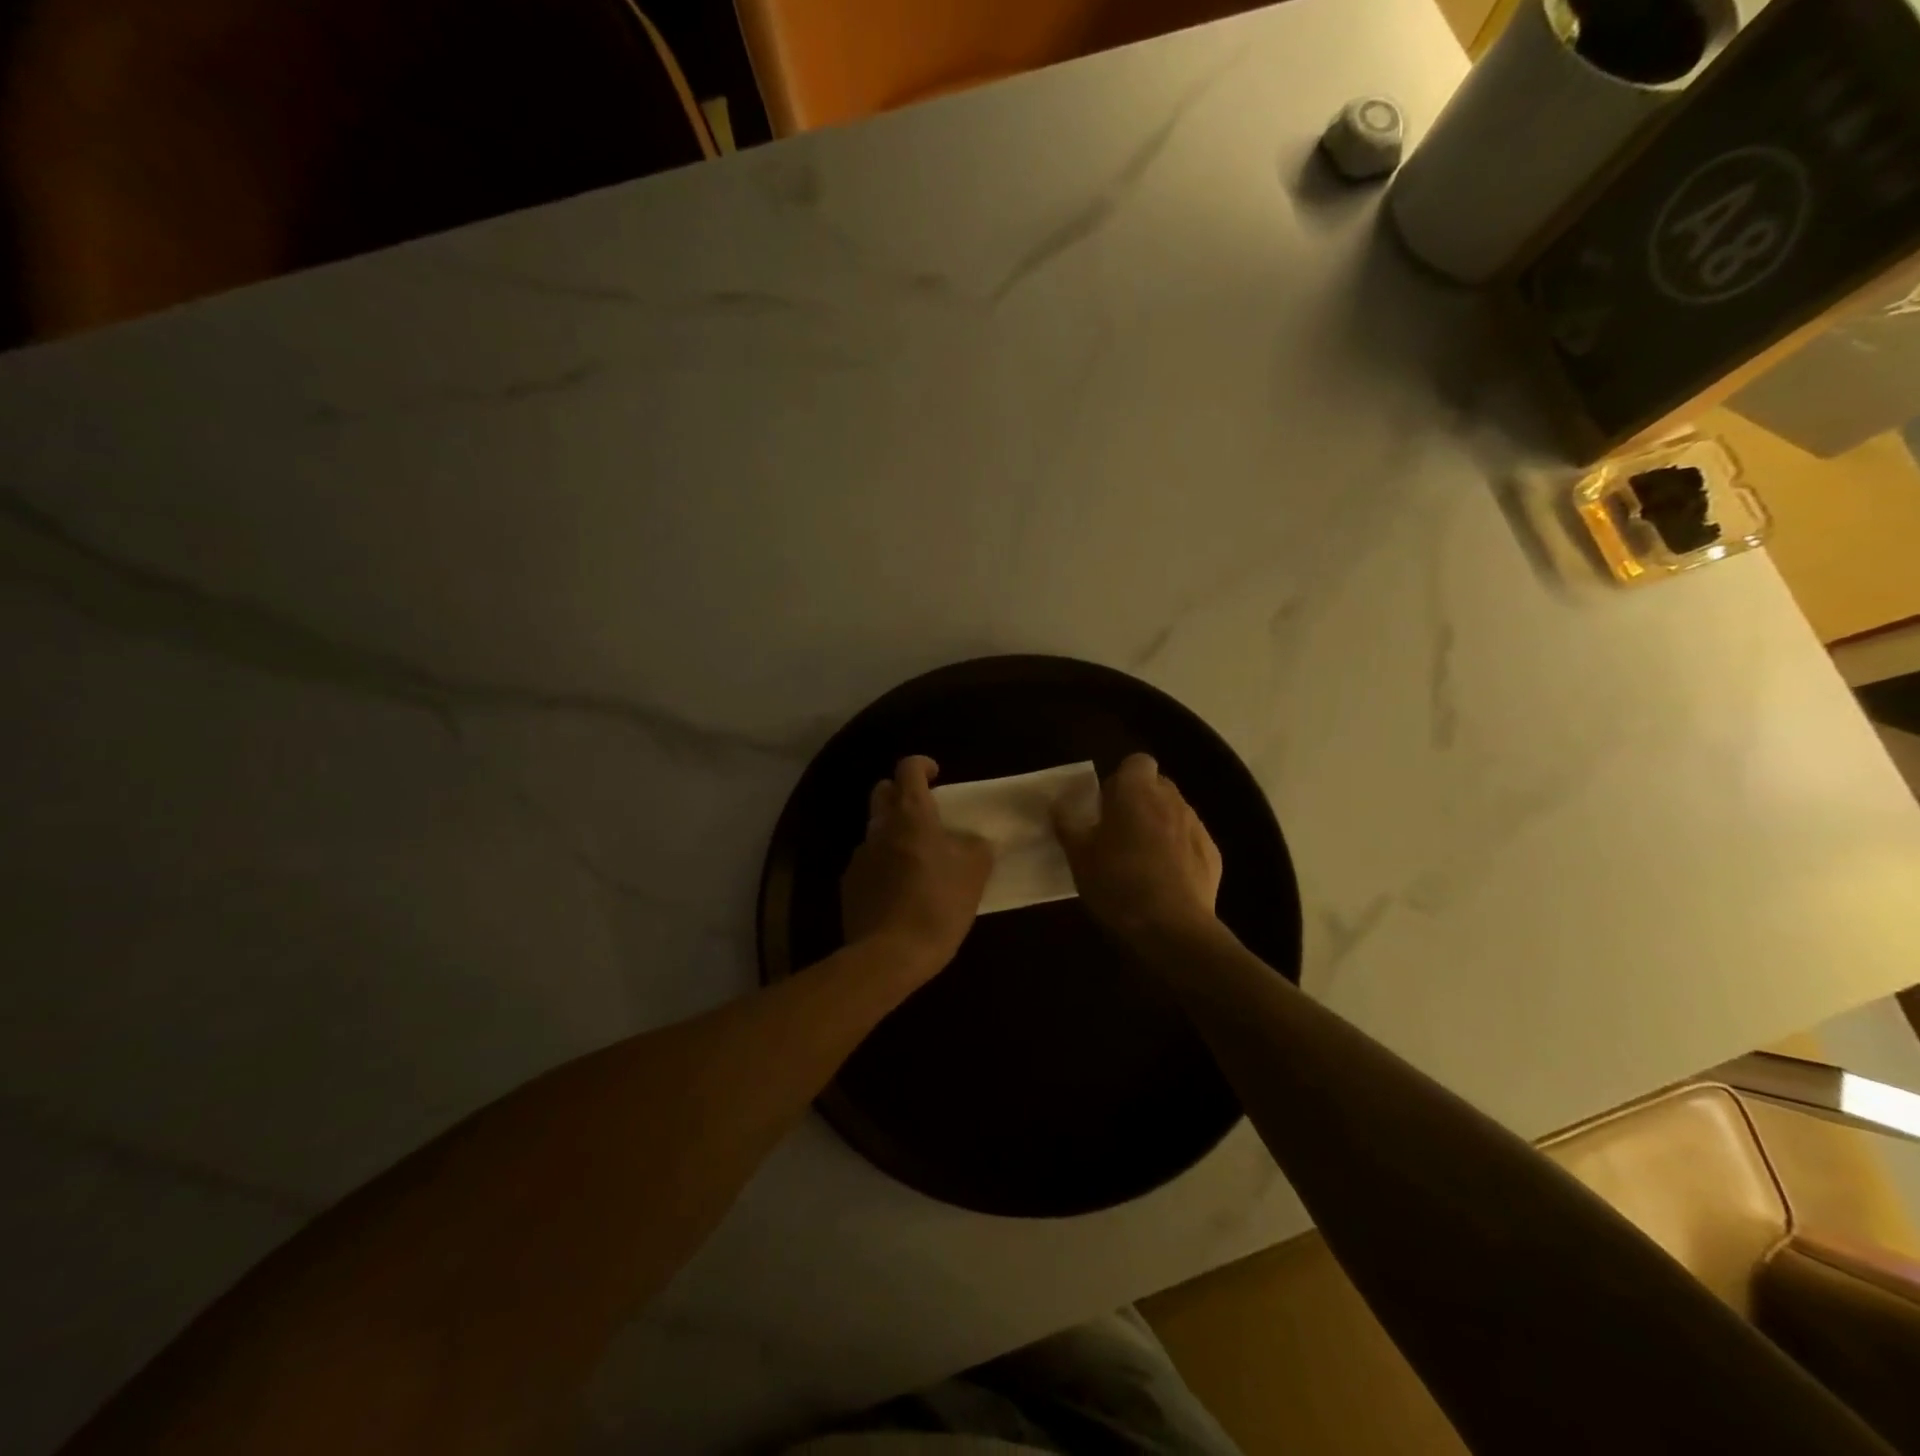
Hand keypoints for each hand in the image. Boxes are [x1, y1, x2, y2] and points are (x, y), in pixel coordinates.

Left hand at [842, 756, 992, 978]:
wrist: (888, 955)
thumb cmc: (937, 905)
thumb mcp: (974, 874)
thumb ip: (976, 847)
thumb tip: (972, 840)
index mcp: (911, 816)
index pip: (908, 769)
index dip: (922, 766)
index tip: (937, 776)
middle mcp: (880, 828)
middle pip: (882, 792)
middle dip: (901, 794)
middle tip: (926, 814)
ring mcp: (860, 856)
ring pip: (876, 830)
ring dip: (894, 834)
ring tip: (918, 861)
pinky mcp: (849, 885)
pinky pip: (869, 862)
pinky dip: (884, 865)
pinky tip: (900, 892)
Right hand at [1054, 754, 1222, 943]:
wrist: (1171, 926)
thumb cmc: (1117, 881)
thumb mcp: (1078, 855)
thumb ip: (1068, 823)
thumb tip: (1060, 804)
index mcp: (1136, 790)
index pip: (1136, 762)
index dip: (1121, 779)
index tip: (1106, 805)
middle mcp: (1171, 798)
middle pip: (1156, 786)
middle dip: (1140, 802)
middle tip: (1118, 832)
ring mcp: (1196, 825)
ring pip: (1174, 814)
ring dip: (1159, 827)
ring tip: (1141, 860)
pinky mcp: (1213, 854)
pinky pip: (1190, 842)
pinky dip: (1178, 852)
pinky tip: (1164, 880)